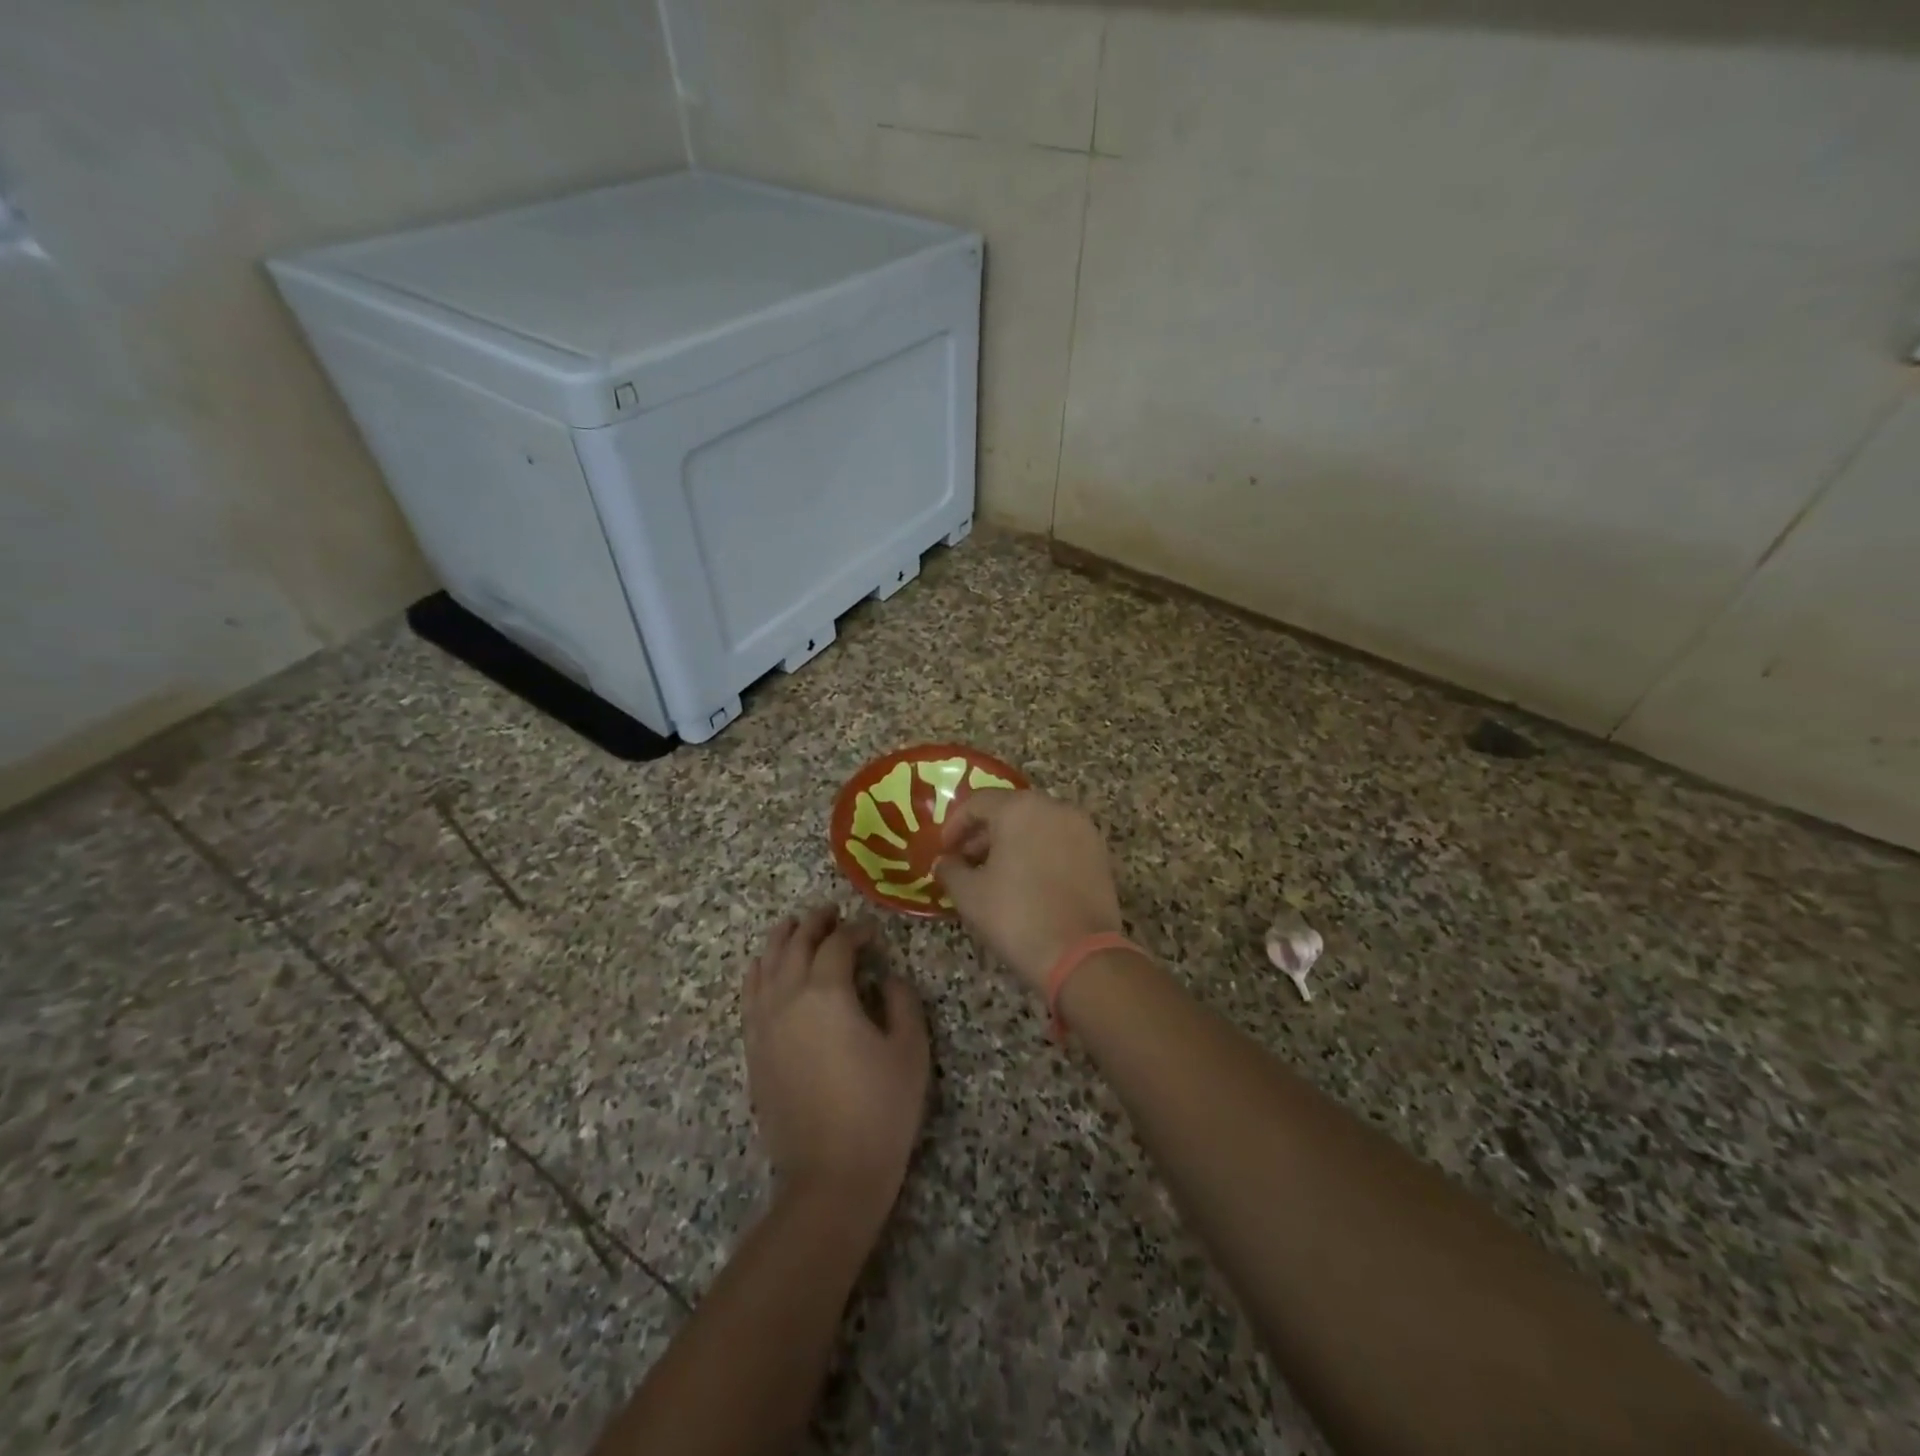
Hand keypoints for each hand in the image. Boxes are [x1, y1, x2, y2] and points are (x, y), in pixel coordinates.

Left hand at [744, 906, 929, 1215]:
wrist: (830, 1176)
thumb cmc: (880, 1110)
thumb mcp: (910, 1050)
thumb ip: (902, 1001)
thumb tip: (887, 978)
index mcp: (827, 993)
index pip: (838, 945)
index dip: (856, 931)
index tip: (872, 933)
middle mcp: (788, 999)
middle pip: (796, 945)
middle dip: (815, 924)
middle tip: (830, 912)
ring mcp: (765, 1025)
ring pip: (766, 965)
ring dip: (781, 940)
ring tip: (794, 925)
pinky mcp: (755, 1050)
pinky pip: (749, 997)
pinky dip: (757, 973)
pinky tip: (763, 968)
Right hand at [934, 790, 1123, 995]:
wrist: (1080, 955)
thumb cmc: (1016, 916)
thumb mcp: (970, 894)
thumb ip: (950, 870)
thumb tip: (945, 861)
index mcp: (1020, 808)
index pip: (978, 802)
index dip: (955, 824)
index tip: (944, 850)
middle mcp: (1054, 807)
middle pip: (1010, 809)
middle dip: (984, 833)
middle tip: (966, 861)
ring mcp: (1082, 829)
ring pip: (1037, 824)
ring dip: (1012, 842)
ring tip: (995, 874)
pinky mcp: (1099, 853)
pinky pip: (1059, 841)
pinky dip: (1039, 852)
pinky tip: (1027, 882)